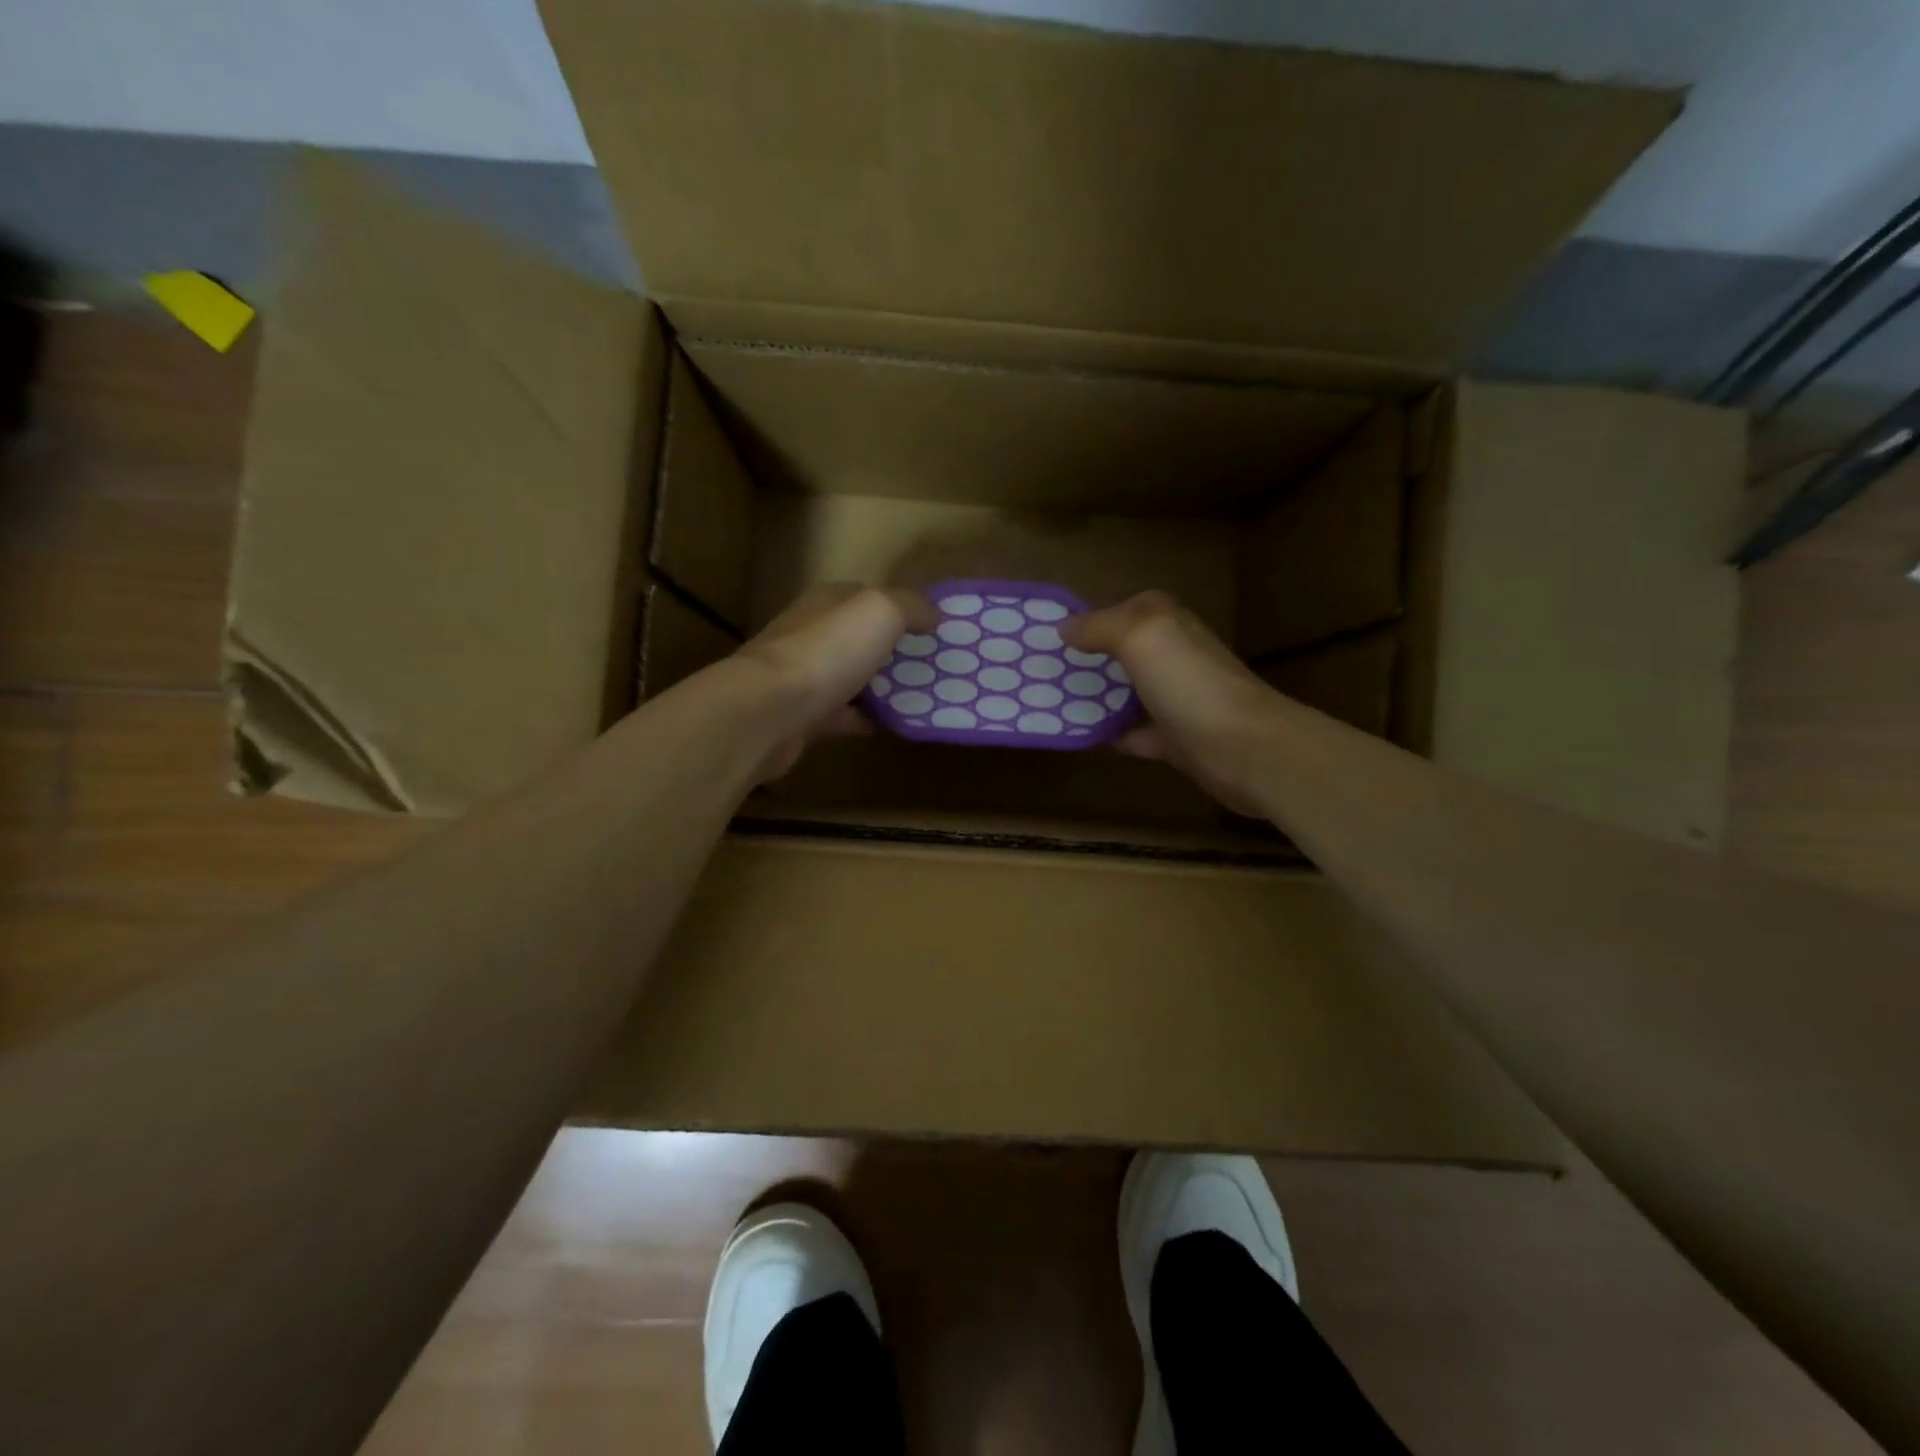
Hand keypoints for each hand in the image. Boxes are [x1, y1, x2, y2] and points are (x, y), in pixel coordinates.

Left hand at [731, 584, 936, 781]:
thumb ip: (910, 606)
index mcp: (826, 602)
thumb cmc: (827, 652)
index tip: (935, 628)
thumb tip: (933, 614)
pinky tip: (896, 725)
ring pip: (852, 677)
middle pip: (859, 638)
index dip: (901, 608)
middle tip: (935, 666)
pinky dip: (868, 719)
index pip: (867, 596)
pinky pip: (844, 715)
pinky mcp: (802, 717)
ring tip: (924, 696)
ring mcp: (803, 677)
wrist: (769, 712)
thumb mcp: (880, 611)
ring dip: (881, 686)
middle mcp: (811, 634)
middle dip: (894, 649)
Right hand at [1063, 591, 1286, 815]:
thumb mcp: (1140, 635)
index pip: (1120, 609)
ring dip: (1095, 697)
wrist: (1244, 748)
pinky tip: (1079, 738)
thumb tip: (1065, 628)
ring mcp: (1175, 697)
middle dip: (1085, 660)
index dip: (1086, 620)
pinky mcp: (1175, 738)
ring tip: (1049, 704)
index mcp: (1166, 622)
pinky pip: (1133, 733)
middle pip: (1120, 652)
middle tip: (1039, 673)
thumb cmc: (1189, 683)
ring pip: (1126, 692)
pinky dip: (1109, 734)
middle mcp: (1173, 654)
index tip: (1045, 637)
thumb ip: (1099, 626)